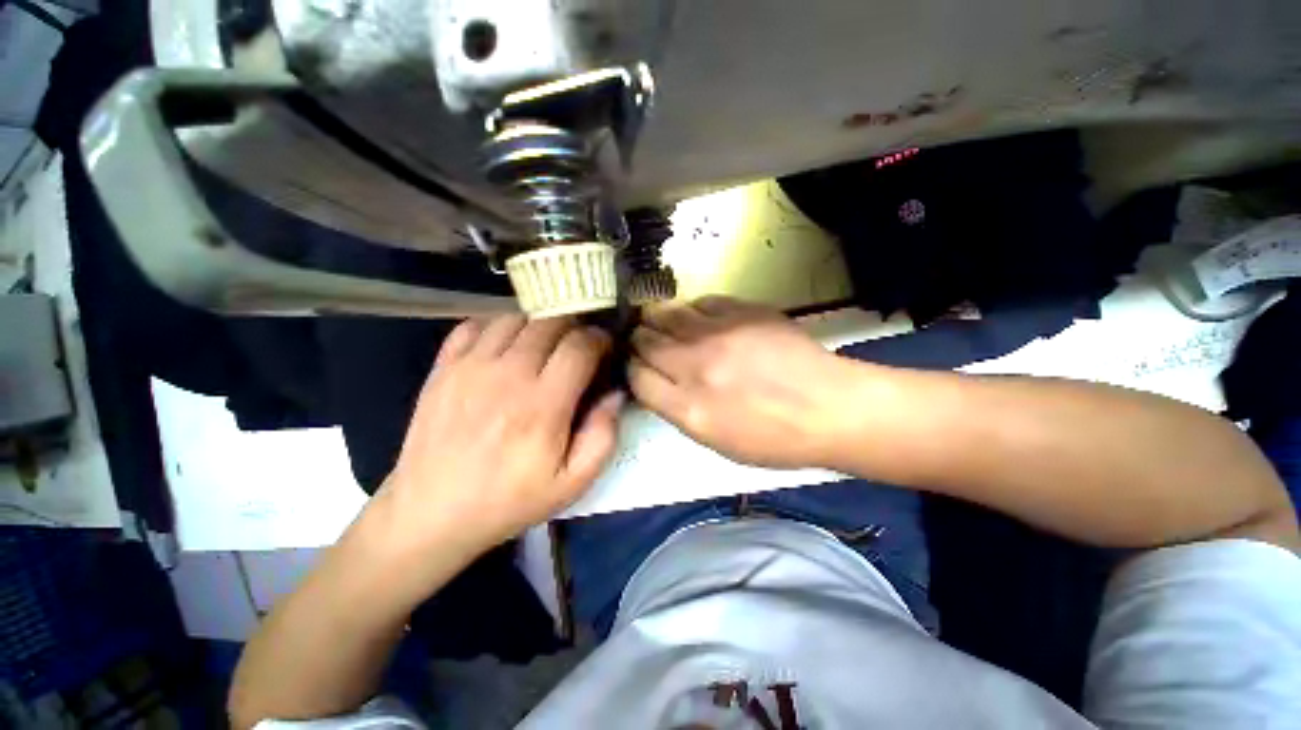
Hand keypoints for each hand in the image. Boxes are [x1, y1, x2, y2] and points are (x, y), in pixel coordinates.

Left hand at [382, 315, 621, 552]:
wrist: (431, 512)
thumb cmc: (509, 500)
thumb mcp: (572, 483)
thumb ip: (602, 435)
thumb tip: (615, 393)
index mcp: (542, 406)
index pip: (580, 346)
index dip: (599, 340)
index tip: (604, 349)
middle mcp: (508, 375)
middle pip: (550, 322)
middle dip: (574, 327)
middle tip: (578, 347)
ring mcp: (470, 367)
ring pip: (515, 318)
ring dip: (538, 325)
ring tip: (544, 346)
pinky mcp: (444, 367)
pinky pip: (475, 325)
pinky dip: (497, 326)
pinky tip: (506, 345)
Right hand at [628, 297, 852, 468]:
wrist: (830, 407)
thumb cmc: (774, 438)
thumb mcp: (717, 443)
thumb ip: (678, 410)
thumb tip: (656, 382)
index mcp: (688, 408)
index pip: (636, 377)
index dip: (631, 369)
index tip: (638, 366)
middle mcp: (695, 367)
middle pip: (645, 341)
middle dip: (639, 341)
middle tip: (647, 342)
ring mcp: (718, 334)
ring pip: (665, 314)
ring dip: (658, 319)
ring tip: (663, 324)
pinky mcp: (741, 311)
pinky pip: (699, 302)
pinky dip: (692, 310)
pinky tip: (699, 320)